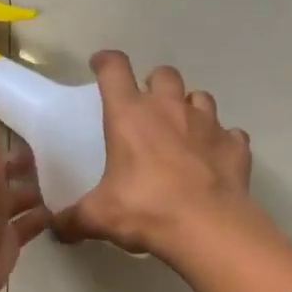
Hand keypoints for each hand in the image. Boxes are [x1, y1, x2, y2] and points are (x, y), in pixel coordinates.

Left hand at [0, 31, 50, 291]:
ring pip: (18, 194)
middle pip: (4, 163)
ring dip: (38, 184)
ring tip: (76, 171)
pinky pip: (30, 224)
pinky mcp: (8, 239)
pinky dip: (46, 216)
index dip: (0, 115)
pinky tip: (70, 207)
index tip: (32, 103)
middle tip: (65, 141)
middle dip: (27, 154)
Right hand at [53, 51, 255, 257]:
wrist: (207, 226)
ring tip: (183, 130)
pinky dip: (222, 142)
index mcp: (130, 115)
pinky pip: (230, 134)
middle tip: (147, 107)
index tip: (100, 65)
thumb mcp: (99, 217)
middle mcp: (170, 109)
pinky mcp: (235, 145)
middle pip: (163, 74)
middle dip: (154, 84)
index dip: (106, 62)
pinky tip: (215, 158)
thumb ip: (74, 219)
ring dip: (190, 107)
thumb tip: (56, 229)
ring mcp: (208, 123)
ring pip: (200, 97)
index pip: (114, 69)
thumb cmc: (145, 210)